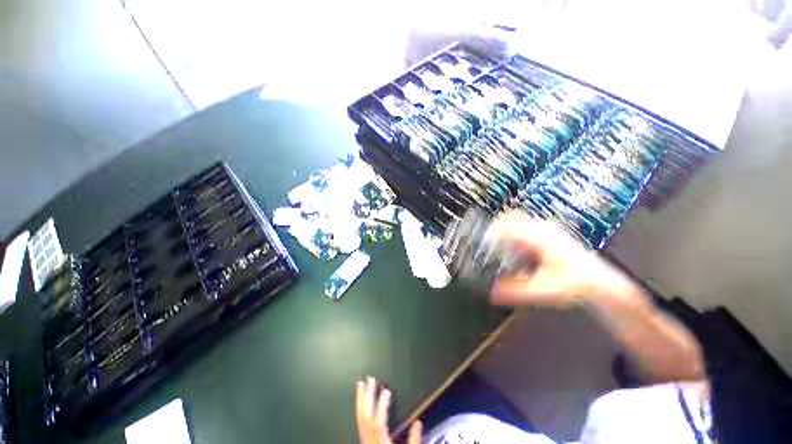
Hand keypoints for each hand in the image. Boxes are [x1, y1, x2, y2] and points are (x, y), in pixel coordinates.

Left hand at [356, 377, 421, 443]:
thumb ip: (413, 440)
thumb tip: (418, 422)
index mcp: (380, 441)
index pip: (379, 419)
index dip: (382, 404)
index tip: (386, 391)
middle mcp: (369, 438)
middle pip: (366, 414)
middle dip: (368, 395)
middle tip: (369, 379)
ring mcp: (364, 439)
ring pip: (359, 417)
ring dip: (360, 399)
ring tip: (360, 384)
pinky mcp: (363, 440)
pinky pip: (359, 421)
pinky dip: (358, 409)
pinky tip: (359, 402)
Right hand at [489, 212, 632, 307]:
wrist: (602, 284)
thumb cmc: (574, 285)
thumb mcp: (543, 290)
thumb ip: (516, 291)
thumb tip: (491, 292)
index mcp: (540, 239)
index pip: (508, 227)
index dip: (492, 233)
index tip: (482, 242)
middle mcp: (544, 229)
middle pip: (512, 217)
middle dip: (496, 227)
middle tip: (487, 241)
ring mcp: (549, 228)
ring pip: (519, 219)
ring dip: (506, 228)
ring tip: (497, 244)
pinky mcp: (551, 232)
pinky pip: (527, 224)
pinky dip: (515, 231)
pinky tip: (514, 247)